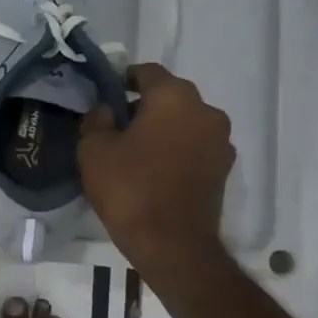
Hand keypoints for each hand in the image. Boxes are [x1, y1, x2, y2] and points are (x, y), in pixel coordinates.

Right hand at [78, 64, 233, 272]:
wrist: (172, 244)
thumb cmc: (129, 187)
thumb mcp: (93, 149)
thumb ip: (97, 120)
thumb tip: (106, 110)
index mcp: (174, 97)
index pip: (147, 72)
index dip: (123, 80)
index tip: (105, 96)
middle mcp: (206, 111)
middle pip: (169, 96)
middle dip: (143, 106)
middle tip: (115, 126)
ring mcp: (221, 141)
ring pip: (184, 122)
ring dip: (162, 129)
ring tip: (134, 152)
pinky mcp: (223, 169)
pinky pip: (194, 147)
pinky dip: (175, 150)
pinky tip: (153, 170)